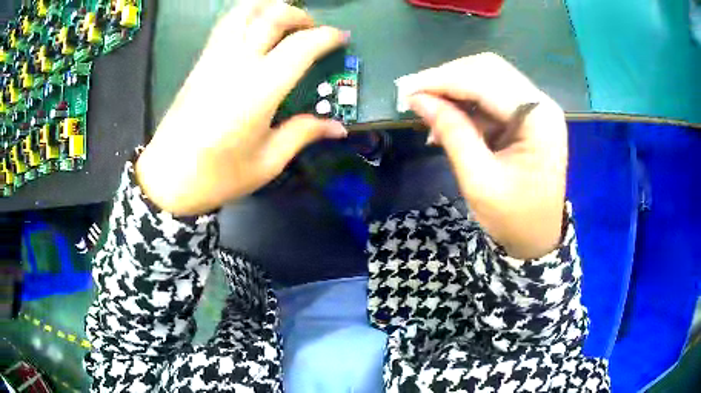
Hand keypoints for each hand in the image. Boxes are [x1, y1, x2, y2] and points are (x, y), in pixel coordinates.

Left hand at [136, 0, 347, 215]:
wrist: (167, 179)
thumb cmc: (218, 176)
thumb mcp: (267, 161)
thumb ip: (303, 134)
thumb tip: (338, 127)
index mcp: (259, 89)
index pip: (300, 46)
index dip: (327, 37)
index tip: (342, 38)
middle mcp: (236, 63)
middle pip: (271, 16)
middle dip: (299, 15)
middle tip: (312, 28)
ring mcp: (213, 59)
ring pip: (242, 12)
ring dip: (268, 6)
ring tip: (283, 17)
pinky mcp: (199, 63)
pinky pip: (225, 25)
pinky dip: (246, 16)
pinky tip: (255, 28)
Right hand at [399, 53, 567, 258]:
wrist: (538, 238)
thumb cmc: (513, 218)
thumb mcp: (479, 180)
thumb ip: (452, 133)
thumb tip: (418, 99)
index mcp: (539, 119)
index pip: (485, 82)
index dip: (442, 80)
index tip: (406, 89)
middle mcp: (541, 104)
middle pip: (488, 69)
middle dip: (448, 78)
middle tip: (415, 95)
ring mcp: (537, 108)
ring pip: (488, 77)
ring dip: (455, 89)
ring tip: (428, 110)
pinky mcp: (528, 116)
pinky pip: (492, 96)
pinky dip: (466, 104)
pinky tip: (448, 120)